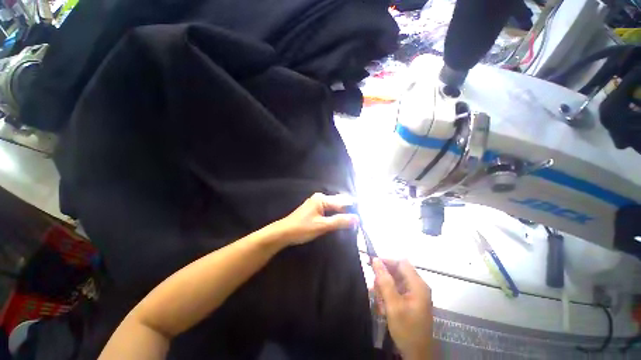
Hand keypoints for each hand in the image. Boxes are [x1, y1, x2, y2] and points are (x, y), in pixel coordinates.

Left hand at [274, 193, 358, 245]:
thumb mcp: (322, 226)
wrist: (283, 233)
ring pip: (334, 207)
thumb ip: (340, 221)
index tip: (361, 219)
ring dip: (342, 214)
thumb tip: (357, 218)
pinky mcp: (315, 209)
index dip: (352, 210)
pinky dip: (335, 216)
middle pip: (339, 203)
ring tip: (351, 223)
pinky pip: (329, 210)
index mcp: (322, 199)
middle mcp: (320, 198)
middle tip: (358, 222)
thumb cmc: (302, 228)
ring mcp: (317, 203)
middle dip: (348, 212)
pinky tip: (339, 222)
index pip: (343, 202)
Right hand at [373, 258, 432, 359]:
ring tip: (379, 303)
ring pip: (394, 281)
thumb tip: (375, 260)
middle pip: (397, 272)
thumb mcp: (393, 305)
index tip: (371, 264)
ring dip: (384, 289)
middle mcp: (417, 286)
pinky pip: (396, 291)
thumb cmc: (407, 329)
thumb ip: (384, 281)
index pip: (400, 263)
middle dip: (383, 278)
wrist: (417, 355)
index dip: (386, 261)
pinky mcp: (410, 301)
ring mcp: (414, 294)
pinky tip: (383, 307)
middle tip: (374, 289)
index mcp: (418, 285)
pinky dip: (387, 296)